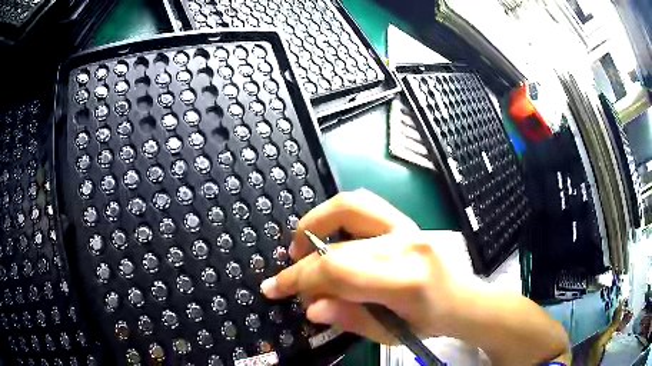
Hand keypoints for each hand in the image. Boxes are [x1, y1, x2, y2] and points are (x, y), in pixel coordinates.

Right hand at [260, 189, 455, 343]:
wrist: (463, 299)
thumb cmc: (430, 322)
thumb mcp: (390, 334)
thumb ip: (349, 319)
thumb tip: (311, 306)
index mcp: (405, 281)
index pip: (339, 271)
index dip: (299, 279)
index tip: (274, 288)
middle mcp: (406, 245)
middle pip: (337, 244)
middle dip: (301, 263)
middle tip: (289, 279)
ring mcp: (408, 225)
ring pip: (349, 206)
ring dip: (315, 222)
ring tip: (301, 247)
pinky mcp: (406, 219)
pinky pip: (364, 203)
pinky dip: (336, 212)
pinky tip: (328, 233)